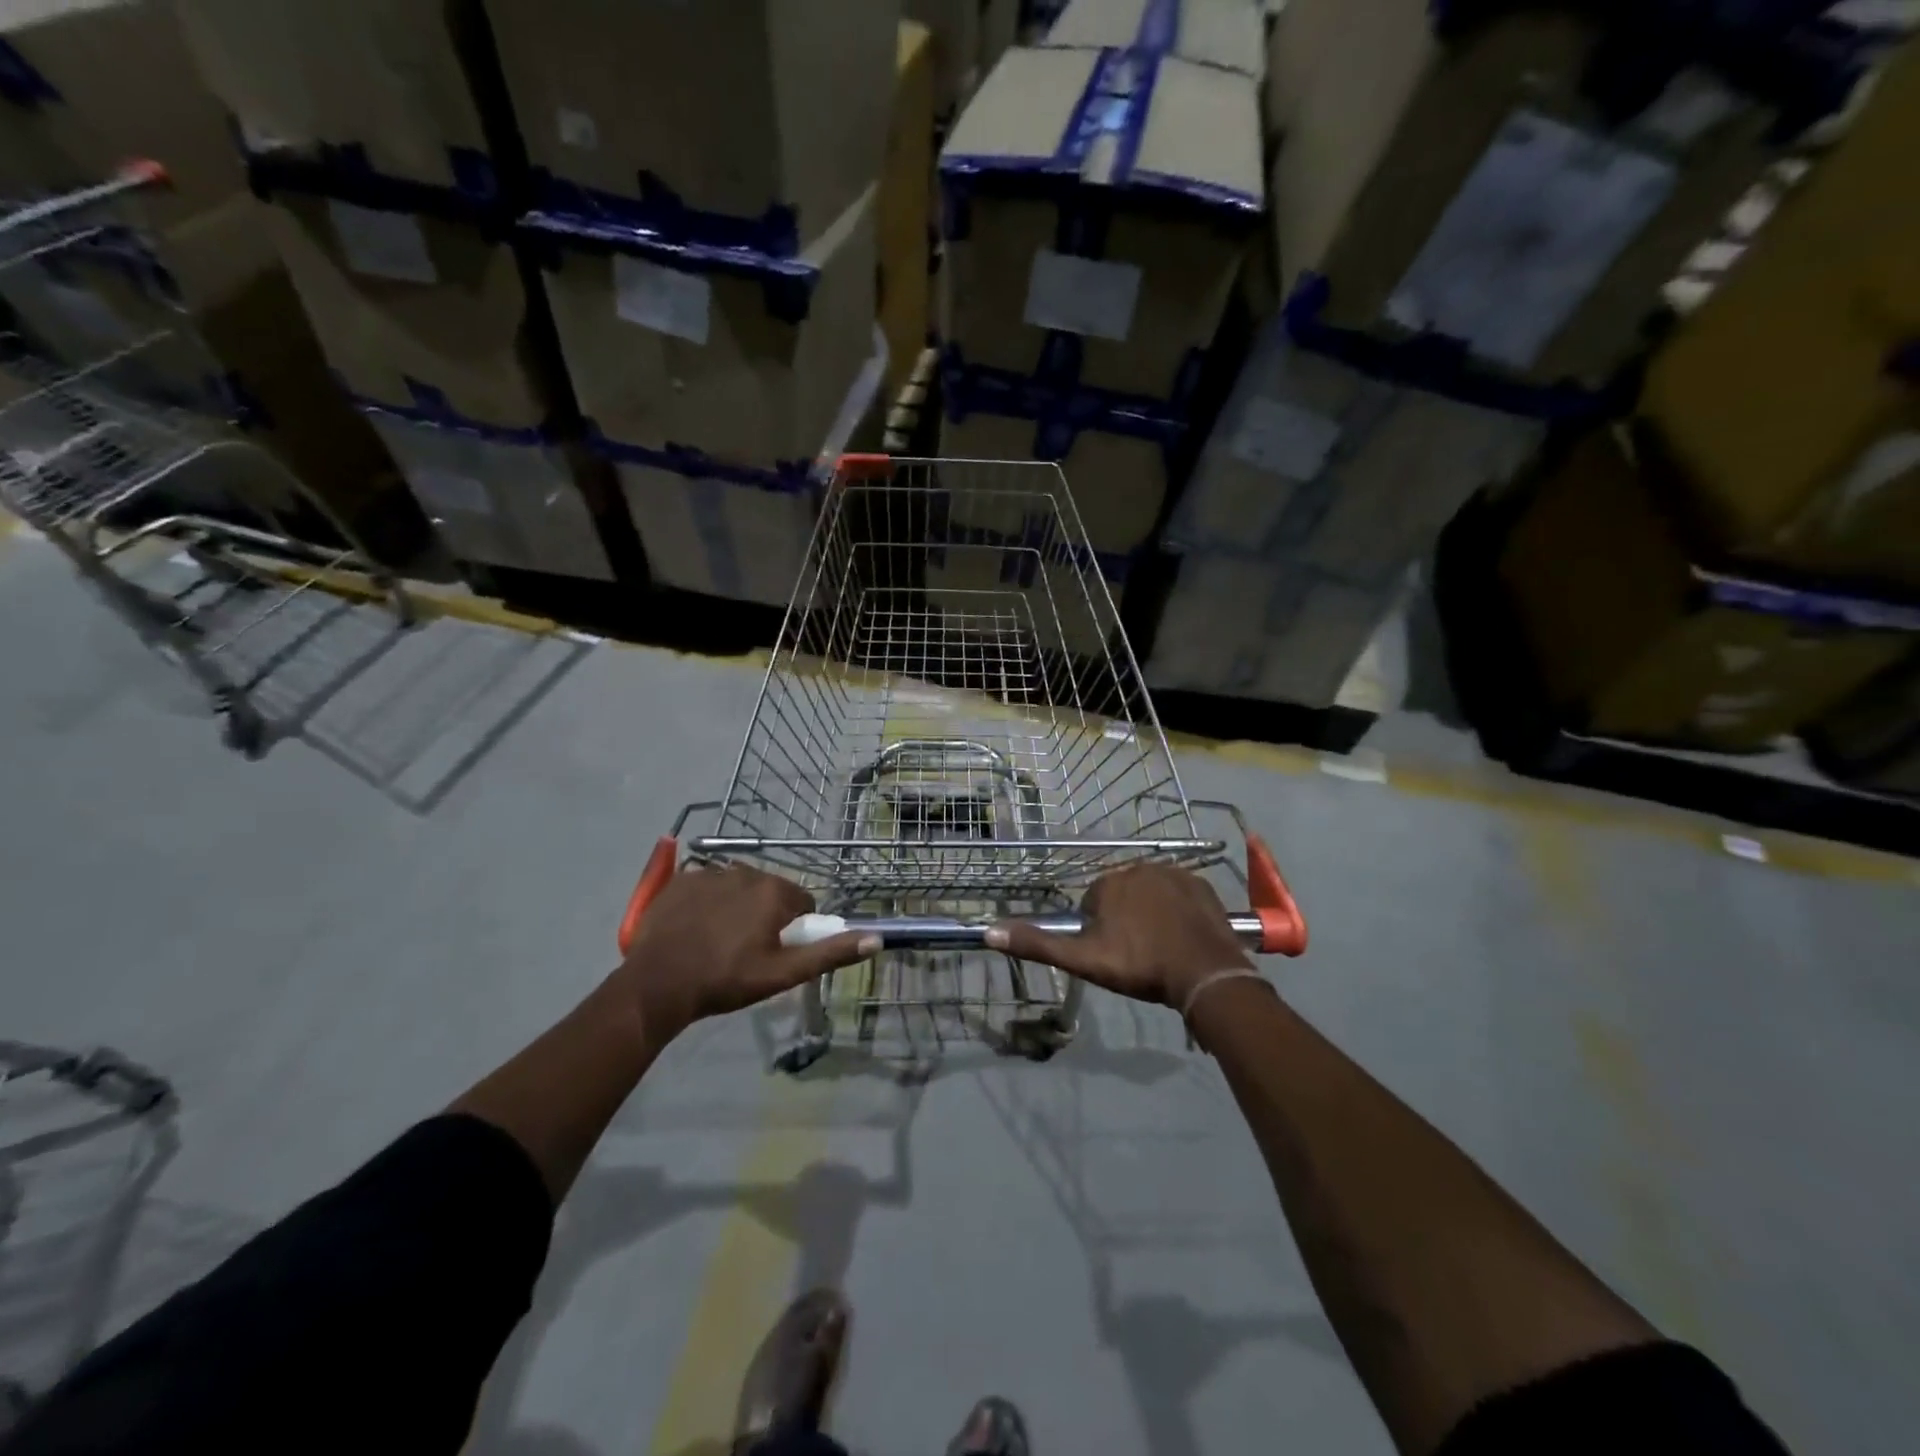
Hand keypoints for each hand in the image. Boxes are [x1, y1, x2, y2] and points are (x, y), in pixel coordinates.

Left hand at [612, 865, 876, 1041]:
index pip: (803, 902)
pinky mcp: (680, 880)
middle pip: (770, 892)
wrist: (657, 983)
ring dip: (737, 907)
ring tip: (718, 941)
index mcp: (775, 892)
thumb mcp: (783, 973)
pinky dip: (707, 902)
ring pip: (738, 887)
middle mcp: (746, 871)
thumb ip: (830, 953)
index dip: (795, 928)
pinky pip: (706, 886)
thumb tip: (876, 938)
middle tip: (747, 950)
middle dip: (765, 915)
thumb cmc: (726, 979)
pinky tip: (694, 929)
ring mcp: (710, 872)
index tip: (777, 951)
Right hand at [986, 864, 1253, 1009]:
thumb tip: (989, 932)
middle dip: (1125, 921)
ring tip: (1162, 950)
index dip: (1099, 932)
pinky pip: (1180, 895)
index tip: (1113, 956)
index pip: (1093, 905)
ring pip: (1151, 895)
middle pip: (1122, 897)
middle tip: (1138, 955)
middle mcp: (1139, 868)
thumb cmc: (1141, 966)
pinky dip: (1178, 911)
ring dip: (1152, 915)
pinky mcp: (1202, 885)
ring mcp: (1174, 873)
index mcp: (1109, 883)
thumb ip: (1038, 945)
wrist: (1204, 973)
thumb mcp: (1084, 960)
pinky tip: (1183, 937)